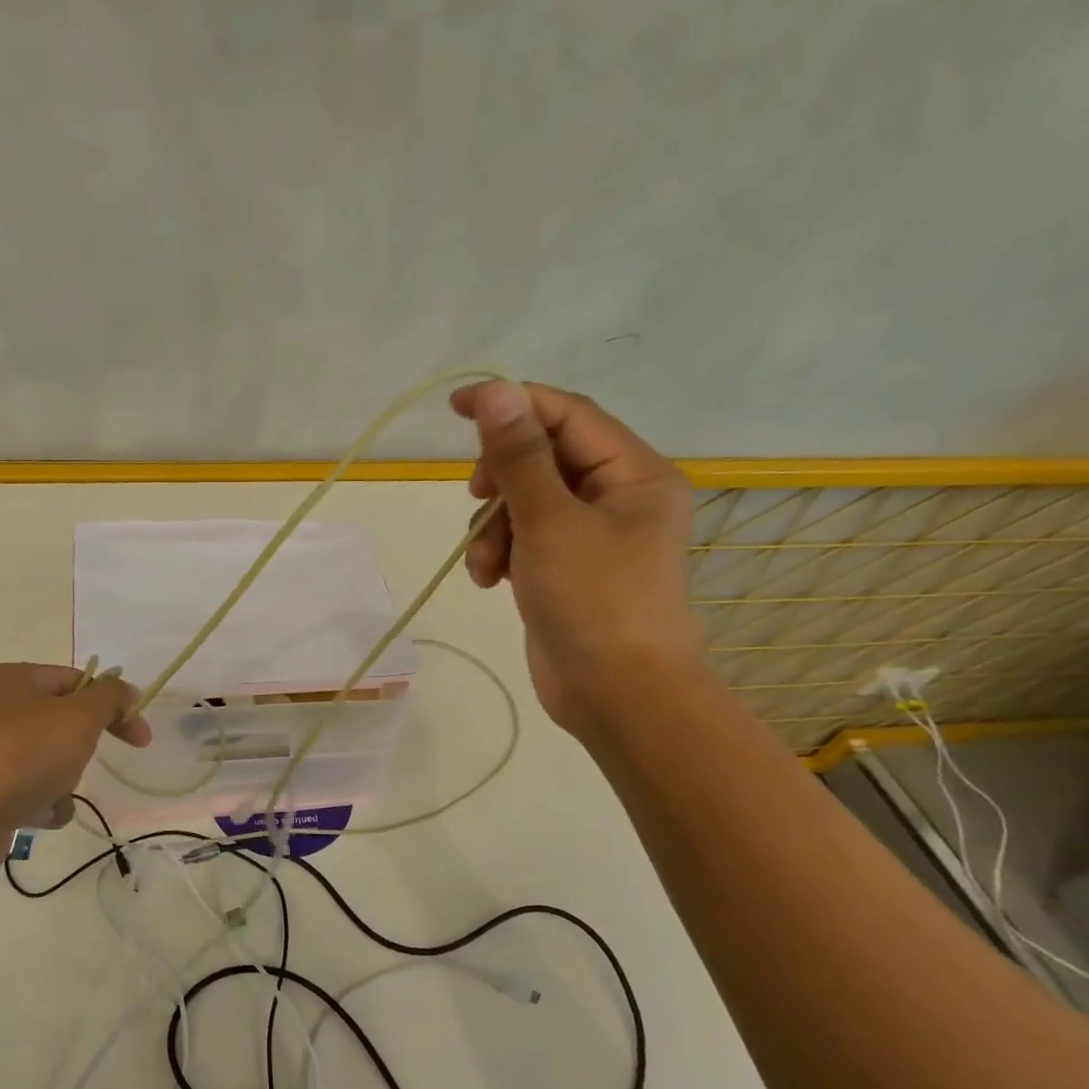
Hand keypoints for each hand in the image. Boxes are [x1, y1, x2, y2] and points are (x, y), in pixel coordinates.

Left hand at [0, 664, 150, 892]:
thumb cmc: (20, 757)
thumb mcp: (78, 717)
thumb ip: (110, 697)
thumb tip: (124, 690)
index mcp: (14, 679)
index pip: (78, 681)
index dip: (114, 704)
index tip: (140, 737)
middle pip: (63, 722)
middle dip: (80, 748)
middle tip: (81, 763)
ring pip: (49, 759)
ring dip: (63, 780)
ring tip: (51, 794)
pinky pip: (29, 790)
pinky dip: (42, 803)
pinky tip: (36, 816)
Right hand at [451, 379, 703, 735]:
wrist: (618, 696)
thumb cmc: (595, 601)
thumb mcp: (550, 522)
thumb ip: (519, 456)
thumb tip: (495, 391)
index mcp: (633, 473)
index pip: (567, 415)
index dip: (512, 402)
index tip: (456, 406)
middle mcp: (616, 497)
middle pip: (543, 458)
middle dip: (501, 479)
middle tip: (478, 497)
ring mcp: (590, 536)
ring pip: (524, 502)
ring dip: (493, 526)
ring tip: (487, 562)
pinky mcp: (565, 569)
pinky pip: (523, 539)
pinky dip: (500, 553)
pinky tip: (490, 580)